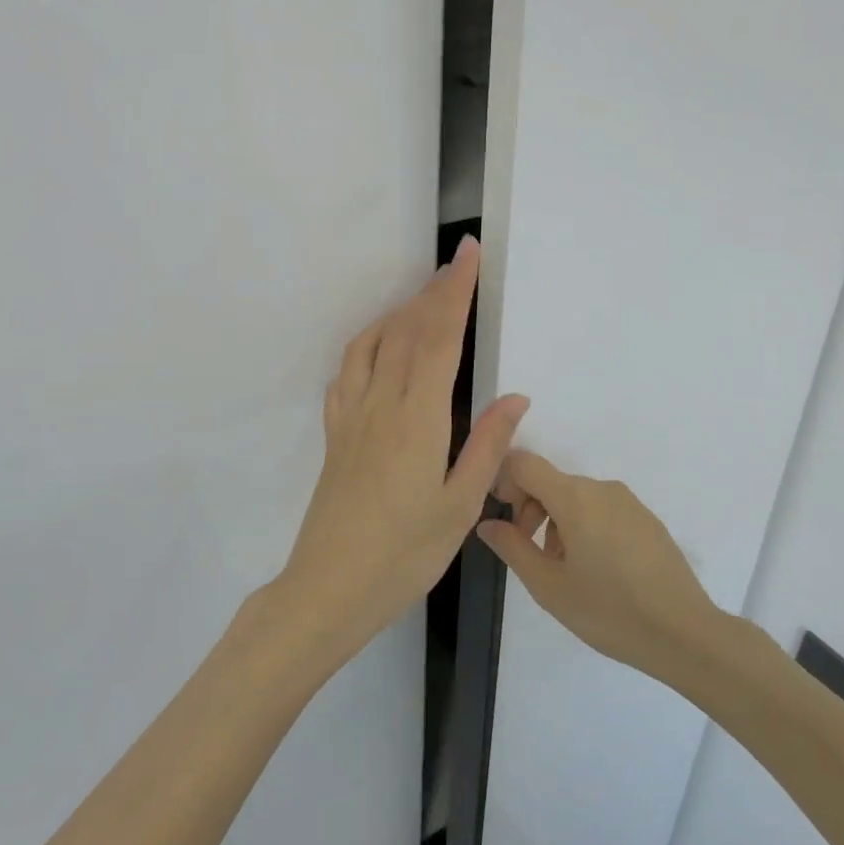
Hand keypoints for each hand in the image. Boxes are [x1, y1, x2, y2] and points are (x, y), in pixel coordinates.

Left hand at [275, 237, 528, 668]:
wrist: (328, 588)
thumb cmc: (404, 555)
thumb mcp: (460, 507)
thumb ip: (487, 447)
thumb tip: (514, 398)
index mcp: (417, 419)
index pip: (438, 338)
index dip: (454, 292)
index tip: (467, 256)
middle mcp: (380, 404)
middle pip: (406, 331)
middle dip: (432, 292)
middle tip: (455, 265)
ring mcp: (350, 417)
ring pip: (372, 344)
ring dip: (398, 312)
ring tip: (422, 299)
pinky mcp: (334, 434)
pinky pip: (348, 371)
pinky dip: (366, 344)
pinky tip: (378, 348)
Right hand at [477, 452, 724, 679]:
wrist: (684, 634)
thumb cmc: (609, 611)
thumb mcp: (548, 586)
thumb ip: (512, 547)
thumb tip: (488, 523)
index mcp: (575, 497)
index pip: (525, 463)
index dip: (504, 481)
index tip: (504, 519)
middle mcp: (602, 489)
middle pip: (551, 482)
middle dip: (530, 510)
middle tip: (531, 555)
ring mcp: (629, 502)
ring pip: (577, 498)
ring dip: (557, 523)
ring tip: (565, 570)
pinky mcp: (647, 520)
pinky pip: (603, 510)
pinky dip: (586, 527)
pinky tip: (596, 571)